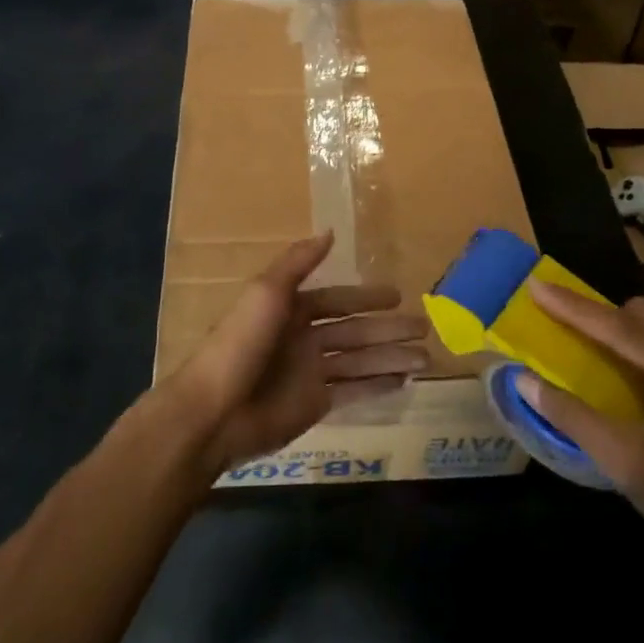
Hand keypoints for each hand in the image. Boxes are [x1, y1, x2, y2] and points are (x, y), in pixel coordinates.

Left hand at [164, 231, 428, 474]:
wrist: (216, 411)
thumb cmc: (241, 343)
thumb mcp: (266, 292)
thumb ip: (298, 262)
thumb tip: (330, 231)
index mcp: (291, 309)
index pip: (337, 300)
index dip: (366, 297)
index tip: (399, 295)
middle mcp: (303, 338)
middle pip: (355, 331)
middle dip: (388, 329)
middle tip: (425, 327)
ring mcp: (310, 373)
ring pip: (360, 361)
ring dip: (391, 358)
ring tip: (427, 358)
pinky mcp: (315, 404)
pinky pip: (353, 391)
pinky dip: (378, 386)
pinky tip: (404, 382)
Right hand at [520, 282, 643, 565]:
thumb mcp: (626, 462)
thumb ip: (572, 416)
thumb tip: (523, 380)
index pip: (621, 327)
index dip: (573, 307)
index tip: (536, 285)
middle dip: (600, 316)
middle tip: (561, 325)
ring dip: (623, 334)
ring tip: (588, 349)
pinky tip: (628, 380)